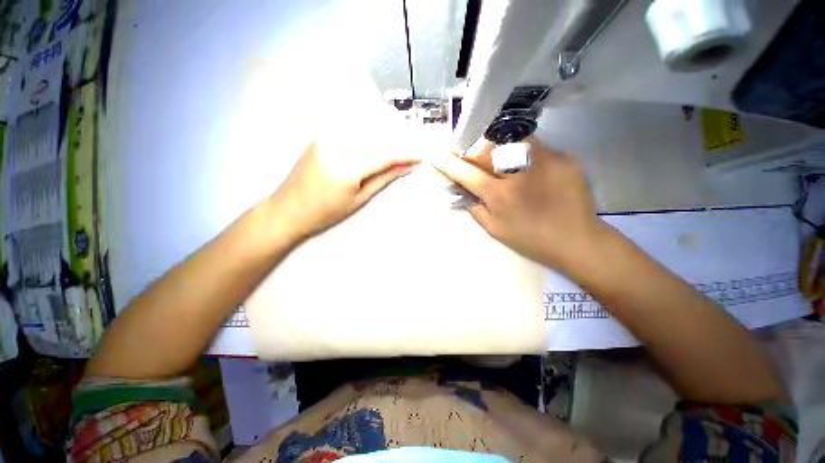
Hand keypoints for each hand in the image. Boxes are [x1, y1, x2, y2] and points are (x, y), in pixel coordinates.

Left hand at [271, 141, 419, 239]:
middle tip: (411, 150)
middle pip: (376, 138)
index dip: (405, 154)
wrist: (288, 209)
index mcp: (348, 167)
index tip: (418, 156)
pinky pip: (350, 131)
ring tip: (398, 144)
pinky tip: (375, 139)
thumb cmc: (325, 212)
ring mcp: (326, 139)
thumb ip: (383, 179)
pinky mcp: (320, 137)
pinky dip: (366, 134)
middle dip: (397, 142)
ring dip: (384, 136)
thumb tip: (404, 168)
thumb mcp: (359, 199)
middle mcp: (337, 146)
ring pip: (364, 131)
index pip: (385, 155)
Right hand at [433, 139, 602, 268]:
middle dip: (477, 151)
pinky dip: (525, 156)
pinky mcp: (564, 157)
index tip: (436, 155)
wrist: (577, 240)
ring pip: (512, 139)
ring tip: (505, 165)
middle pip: (488, 146)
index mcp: (500, 194)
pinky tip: (532, 173)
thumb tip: (462, 189)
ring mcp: (545, 160)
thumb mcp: (494, 229)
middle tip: (477, 163)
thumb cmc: (531, 239)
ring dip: (500, 149)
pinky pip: (536, 147)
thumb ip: (474, 207)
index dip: (448, 163)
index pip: (466, 173)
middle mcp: (520, 171)